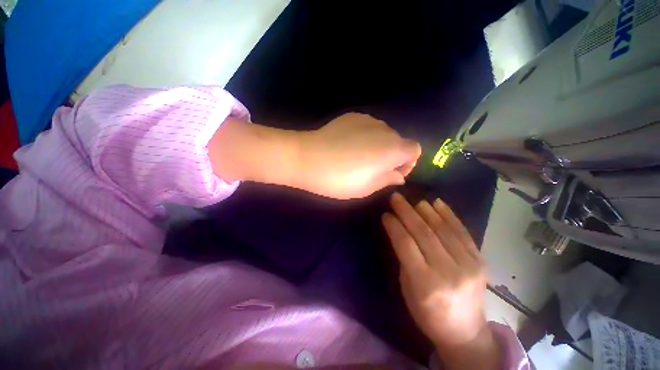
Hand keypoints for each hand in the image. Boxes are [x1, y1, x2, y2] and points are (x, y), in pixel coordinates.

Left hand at [207, 114, 419, 199]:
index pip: (415, 150)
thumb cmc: (338, 179)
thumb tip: (398, 175)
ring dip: (378, 146)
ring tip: (357, 158)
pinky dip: (365, 137)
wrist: (307, 158)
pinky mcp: (352, 116)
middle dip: (392, 156)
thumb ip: (388, 179)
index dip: (407, 163)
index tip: (391, 173)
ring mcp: (368, 120)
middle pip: (399, 141)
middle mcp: (385, 129)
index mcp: (392, 148)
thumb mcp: (367, 188)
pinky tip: (348, 146)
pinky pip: (368, 127)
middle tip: (372, 169)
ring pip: (383, 134)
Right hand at [382, 193, 498, 369]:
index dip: (394, 226)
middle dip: (406, 212)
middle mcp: (449, 271)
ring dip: (426, 211)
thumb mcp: (407, 288)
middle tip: (396, 198)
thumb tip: (399, 230)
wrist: (465, 331)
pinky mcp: (480, 260)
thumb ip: (405, 258)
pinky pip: (462, 232)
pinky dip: (449, 215)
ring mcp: (469, 265)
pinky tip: (438, 203)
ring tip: (414, 200)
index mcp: (426, 283)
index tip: (386, 214)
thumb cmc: (427, 313)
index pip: (406, 245)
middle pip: (423, 233)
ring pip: (443, 229)